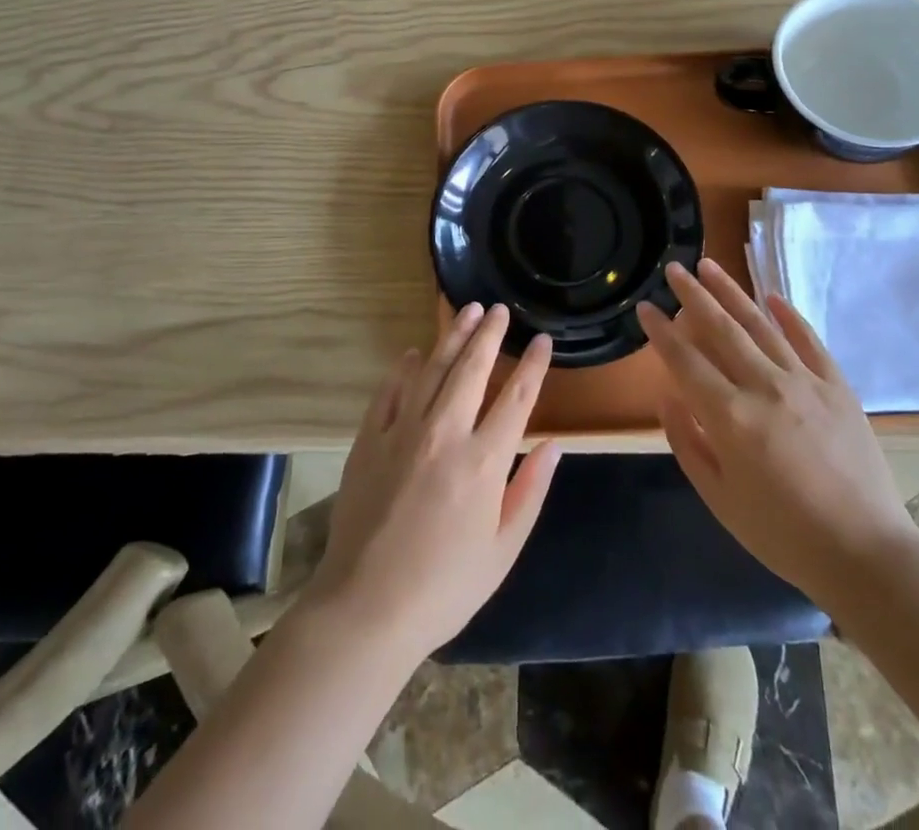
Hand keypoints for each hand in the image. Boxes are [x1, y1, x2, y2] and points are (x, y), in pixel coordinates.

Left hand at [305, 303, 561, 661]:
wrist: (366, 608)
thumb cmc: (444, 587)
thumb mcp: (503, 550)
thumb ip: (531, 492)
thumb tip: (553, 445)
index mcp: (484, 462)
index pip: (517, 398)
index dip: (533, 365)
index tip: (542, 340)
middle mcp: (445, 433)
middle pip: (472, 368)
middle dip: (489, 334)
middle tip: (498, 310)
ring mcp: (403, 431)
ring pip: (433, 369)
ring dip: (452, 337)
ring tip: (466, 312)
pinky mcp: (370, 439)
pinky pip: (389, 390)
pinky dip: (404, 368)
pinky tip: (414, 353)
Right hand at [641, 259, 918, 607]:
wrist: (865, 554)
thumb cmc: (782, 534)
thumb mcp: (719, 498)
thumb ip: (687, 442)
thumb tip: (666, 394)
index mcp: (730, 417)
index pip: (685, 361)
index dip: (661, 331)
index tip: (645, 307)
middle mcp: (764, 387)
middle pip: (721, 329)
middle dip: (692, 295)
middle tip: (673, 268)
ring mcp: (804, 382)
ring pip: (760, 324)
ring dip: (731, 292)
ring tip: (709, 265)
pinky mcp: (837, 386)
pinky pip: (808, 340)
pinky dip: (788, 316)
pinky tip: (771, 296)